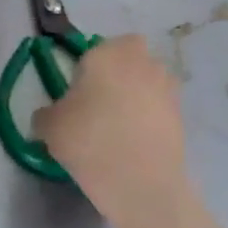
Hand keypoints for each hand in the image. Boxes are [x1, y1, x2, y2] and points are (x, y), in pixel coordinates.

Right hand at [33, 35, 193, 219]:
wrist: (140, 182)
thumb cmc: (88, 140)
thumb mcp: (49, 126)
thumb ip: (46, 114)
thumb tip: (50, 116)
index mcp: (107, 54)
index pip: (98, 46)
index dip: (89, 65)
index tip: (79, 89)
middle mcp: (141, 62)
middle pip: (131, 56)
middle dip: (119, 70)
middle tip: (100, 100)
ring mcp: (167, 88)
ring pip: (149, 80)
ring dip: (138, 92)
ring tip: (118, 123)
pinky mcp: (181, 115)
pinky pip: (159, 106)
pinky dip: (150, 117)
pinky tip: (133, 141)